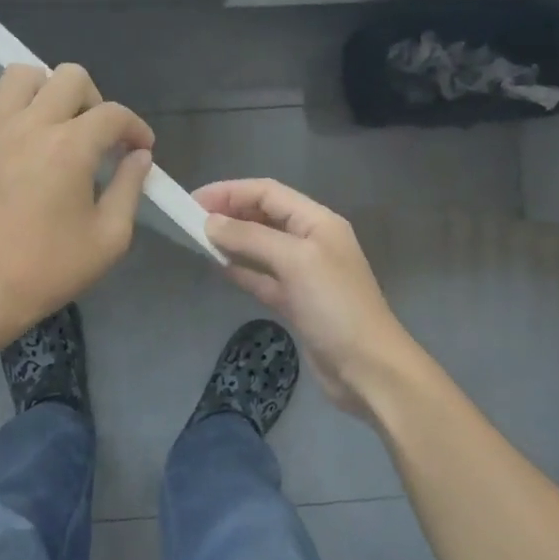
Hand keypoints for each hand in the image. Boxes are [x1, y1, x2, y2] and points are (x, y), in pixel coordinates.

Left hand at [0, 64, 153, 337]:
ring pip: (23, 73)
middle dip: (95, 101)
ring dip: (48, 90)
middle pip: (70, 77)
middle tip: (98, 137)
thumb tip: (139, 156)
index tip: (140, 150)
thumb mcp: (110, 237)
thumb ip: (130, 188)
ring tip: (56, 125)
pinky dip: (12, 102)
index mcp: (70, 147)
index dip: (136, 128)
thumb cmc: (51, 268)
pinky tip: (23, 132)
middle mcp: (31, 124)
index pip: (113, 114)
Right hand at [194, 178, 416, 414]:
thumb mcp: (294, 261)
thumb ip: (251, 237)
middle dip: (229, 213)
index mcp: (317, 221)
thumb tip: (210, 223)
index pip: (268, 192)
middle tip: (190, 221)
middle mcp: (311, 241)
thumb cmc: (335, 306)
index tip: (193, 201)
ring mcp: (304, 274)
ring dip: (232, 240)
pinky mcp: (296, 303)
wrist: (368, 368)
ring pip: (261, 246)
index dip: (230, 192)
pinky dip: (241, 269)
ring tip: (197, 240)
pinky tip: (217, 267)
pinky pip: (262, 277)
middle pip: (264, 216)